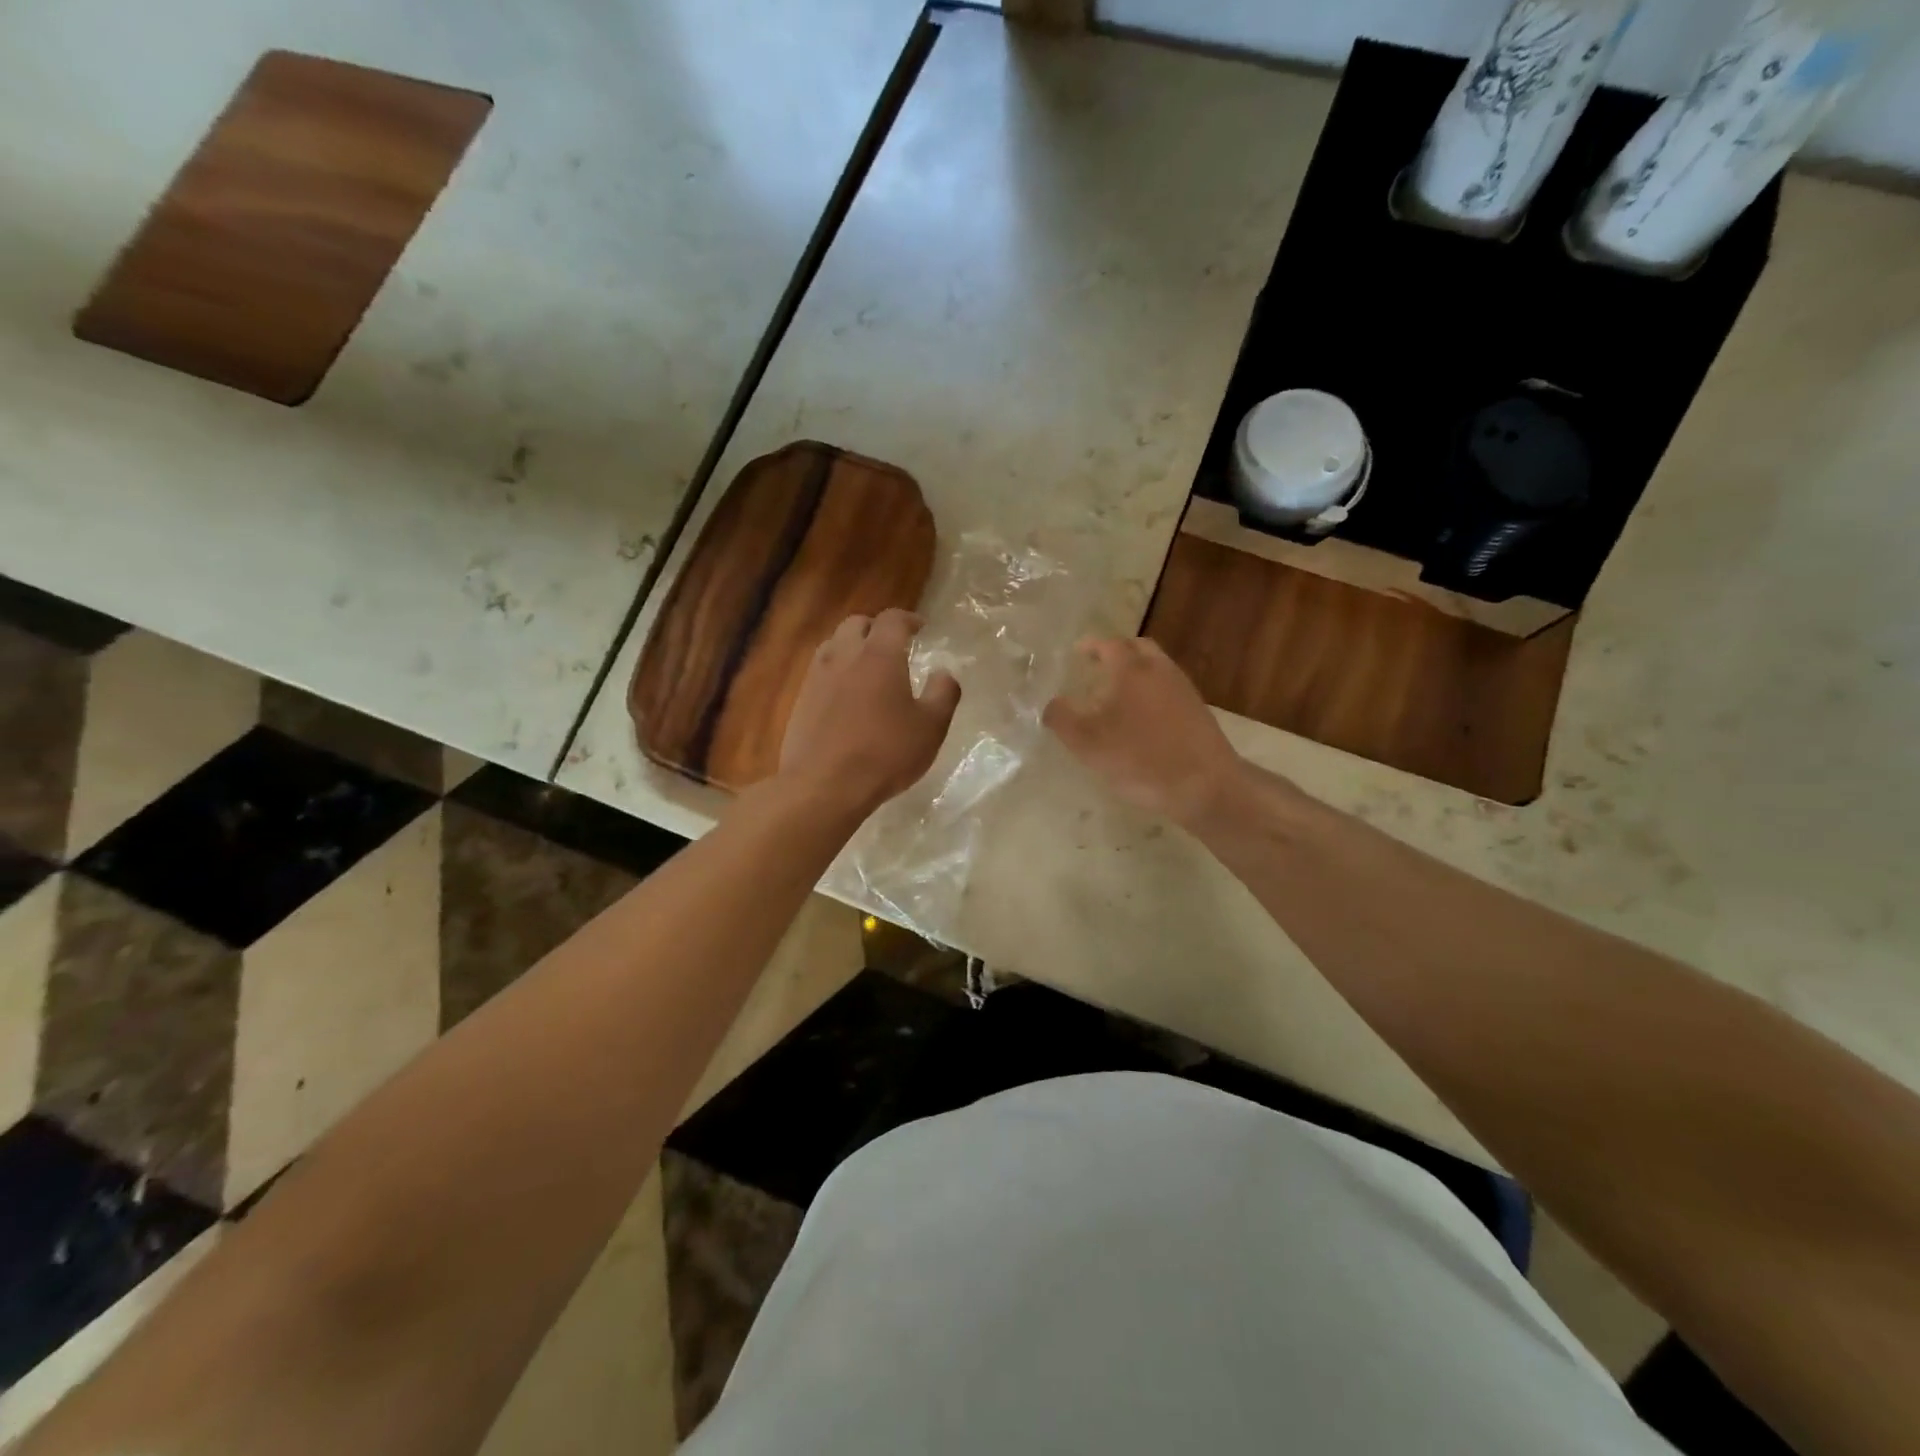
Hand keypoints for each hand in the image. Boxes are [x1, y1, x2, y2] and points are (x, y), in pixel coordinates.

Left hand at [779, 609, 960, 816]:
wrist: (824, 785)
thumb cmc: (885, 753)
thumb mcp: (931, 727)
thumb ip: (943, 693)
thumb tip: (944, 672)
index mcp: (879, 655)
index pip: (892, 619)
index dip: (908, 619)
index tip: (920, 629)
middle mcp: (845, 655)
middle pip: (856, 624)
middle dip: (876, 628)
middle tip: (893, 645)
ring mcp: (817, 677)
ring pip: (833, 645)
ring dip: (852, 647)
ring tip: (867, 667)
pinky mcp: (801, 700)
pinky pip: (820, 671)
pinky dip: (836, 672)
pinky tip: (846, 696)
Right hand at [1043, 637, 1246, 827]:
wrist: (1204, 785)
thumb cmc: (1140, 759)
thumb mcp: (1087, 743)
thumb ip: (1061, 718)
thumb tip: (1051, 703)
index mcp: (1130, 669)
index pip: (1107, 644)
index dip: (1090, 645)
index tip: (1078, 651)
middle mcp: (1159, 669)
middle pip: (1137, 648)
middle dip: (1116, 652)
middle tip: (1097, 666)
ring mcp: (1183, 689)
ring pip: (1156, 667)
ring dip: (1135, 671)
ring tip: (1116, 693)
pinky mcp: (1197, 710)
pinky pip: (1168, 688)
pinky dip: (1151, 691)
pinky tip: (1142, 717)